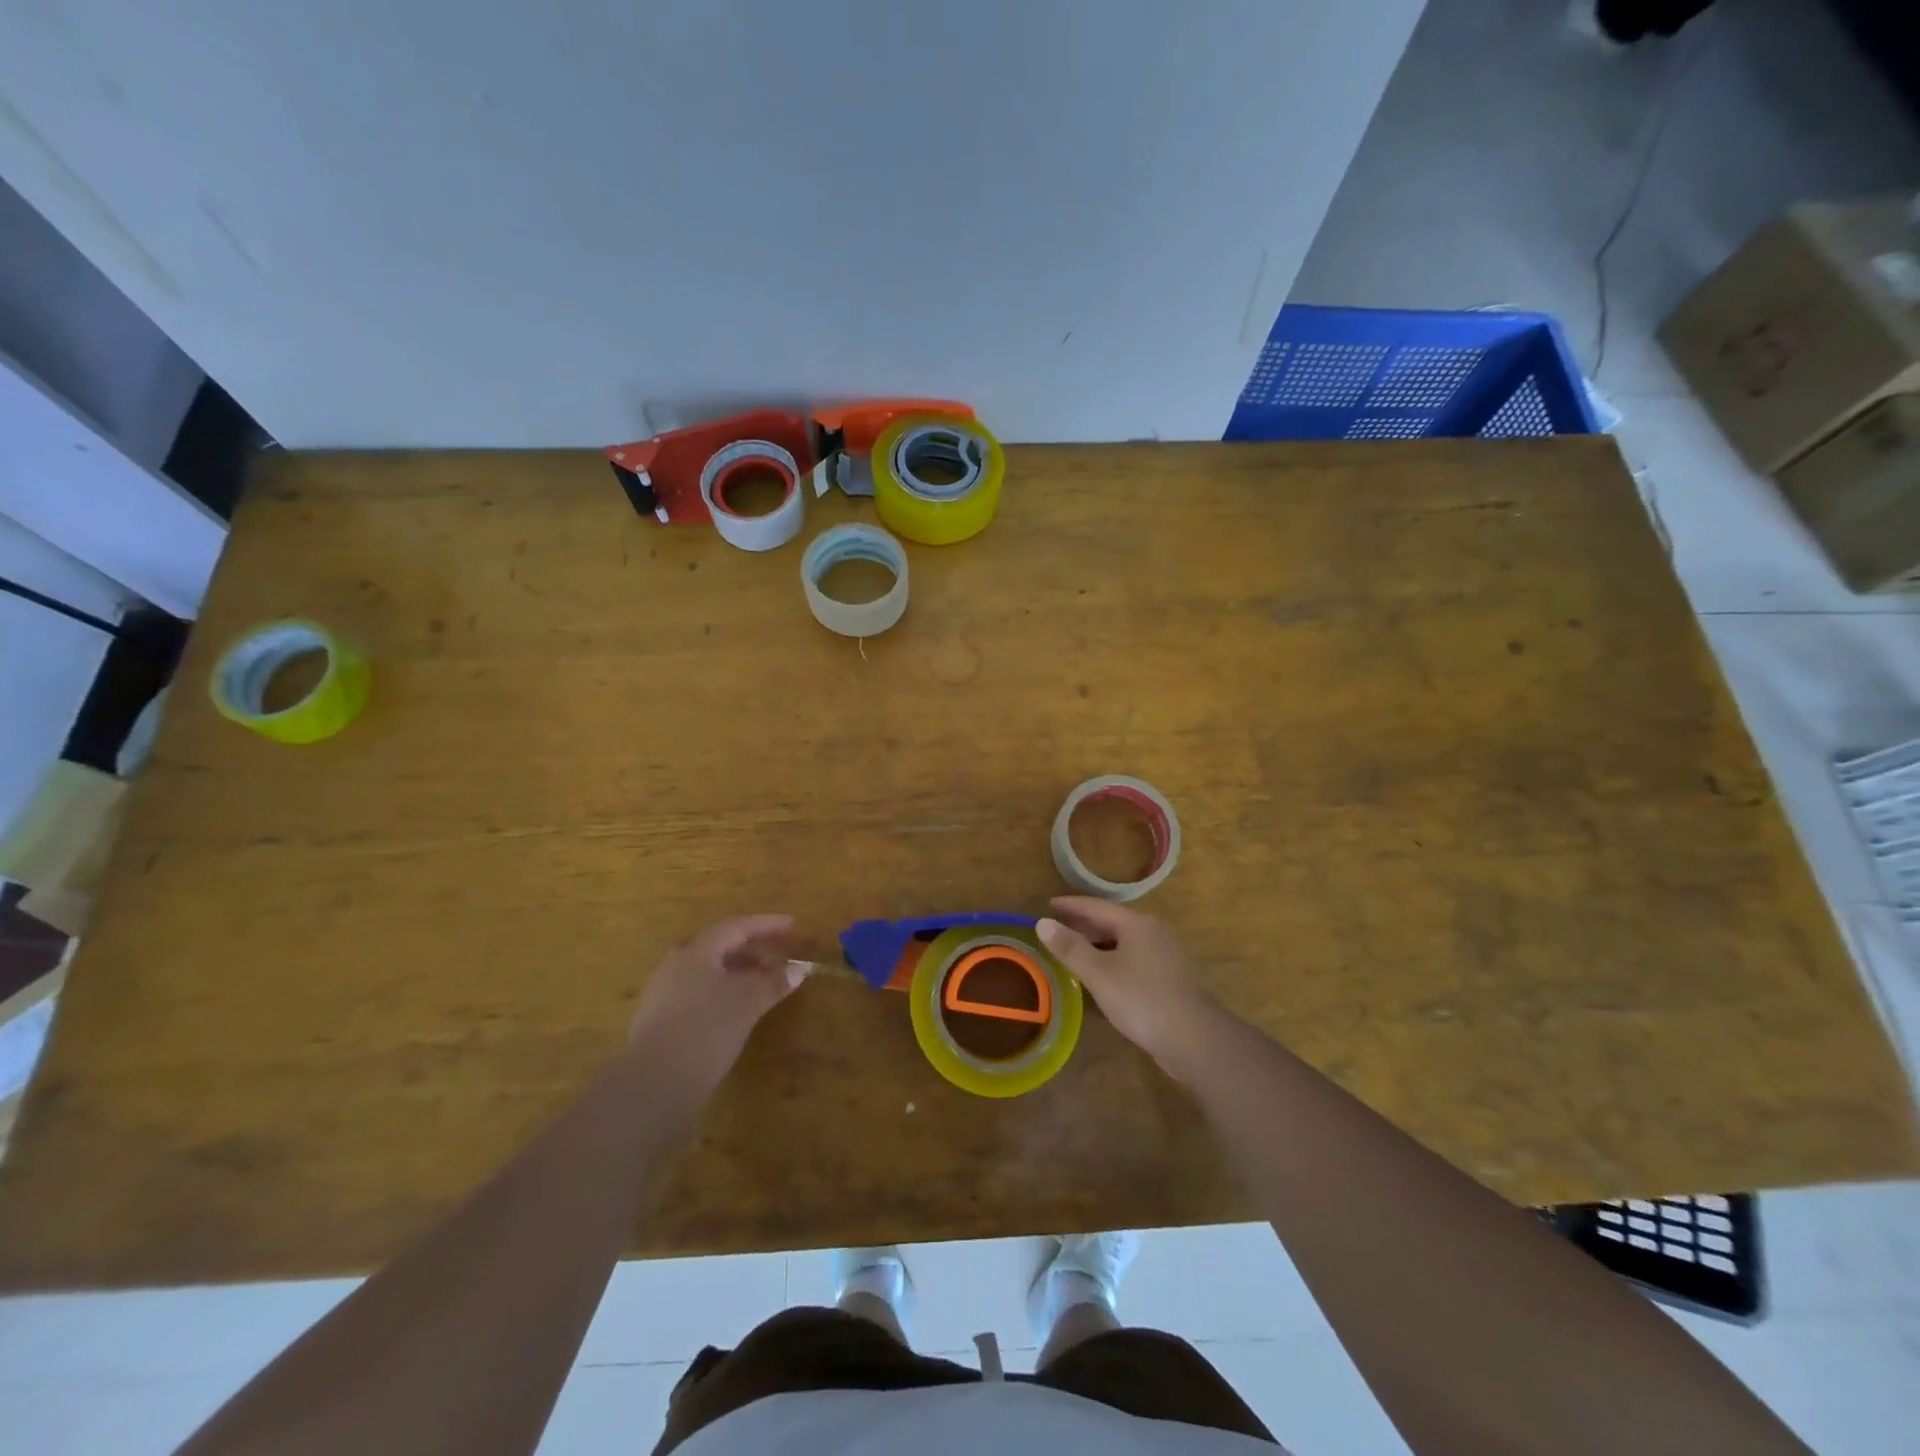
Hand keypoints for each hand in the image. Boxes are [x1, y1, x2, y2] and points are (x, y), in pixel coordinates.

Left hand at [628, 914, 802, 1094]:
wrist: (654, 1082)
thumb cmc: (706, 1030)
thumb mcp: (748, 1004)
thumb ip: (774, 983)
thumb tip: (799, 969)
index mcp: (698, 951)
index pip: (738, 926)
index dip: (767, 924)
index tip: (792, 925)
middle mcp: (678, 962)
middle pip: (721, 945)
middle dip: (753, 947)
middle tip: (780, 951)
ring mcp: (665, 989)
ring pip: (709, 968)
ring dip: (740, 969)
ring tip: (764, 979)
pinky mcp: (660, 1015)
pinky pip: (699, 988)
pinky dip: (724, 987)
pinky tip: (737, 1004)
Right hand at [1037, 898, 1224, 1082]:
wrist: (1195, 1039)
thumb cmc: (1142, 999)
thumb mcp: (1099, 973)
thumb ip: (1070, 948)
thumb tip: (1043, 923)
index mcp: (1137, 924)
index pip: (1097, 906)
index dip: (1071, 905)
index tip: (1049, 904)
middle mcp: (1154, 933)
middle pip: (1113, 923)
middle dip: (1084, 926)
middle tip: (1057, 932)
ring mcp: (1166, 956)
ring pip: (1125, 943)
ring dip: (1099, 946)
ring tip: (1074, 955)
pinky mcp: (1171, 979)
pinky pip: (1135, 961)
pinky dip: (1113, 962)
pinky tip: (1102, 979)